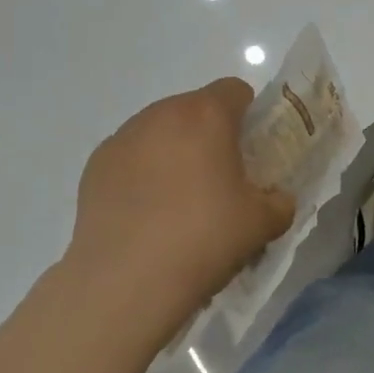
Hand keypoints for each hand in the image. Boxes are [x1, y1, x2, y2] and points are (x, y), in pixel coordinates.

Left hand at [63, 78, 293, 344]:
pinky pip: (130, 156)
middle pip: (194, 107)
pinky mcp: (95, 166)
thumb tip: (276, 199)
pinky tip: (146, 212)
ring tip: (178, 199)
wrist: (126, 281)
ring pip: (159, 130)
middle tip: (219, 177)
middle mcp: (162, 114)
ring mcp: (123, 138)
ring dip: (173, 150)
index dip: (249, 114)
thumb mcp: (262, 223)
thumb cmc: (204, 238)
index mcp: (207, 115)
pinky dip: (141, 172)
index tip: (251, 148)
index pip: (235, 90)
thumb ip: (278, 202)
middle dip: (209, 133)